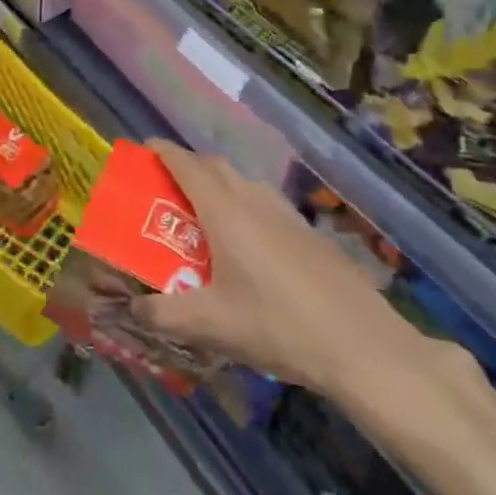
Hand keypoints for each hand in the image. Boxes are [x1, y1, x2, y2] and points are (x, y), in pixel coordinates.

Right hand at [130, 141, 407, 393]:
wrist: (362, 346)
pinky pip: (265, 204)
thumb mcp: (211, 324)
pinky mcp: (309, 233)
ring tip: (203, 216)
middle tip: (166, 187)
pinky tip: (248, 246)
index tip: (144, 148)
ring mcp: (286, 214)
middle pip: (215, 167)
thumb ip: (164, 314)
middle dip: (188, 167)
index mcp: (225, 211)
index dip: (163, 152)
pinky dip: (244, 207)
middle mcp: (254, 200)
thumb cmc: (277, 325)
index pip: (186, 165)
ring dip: (219, 186)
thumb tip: (133, 307)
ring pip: (243, 183)